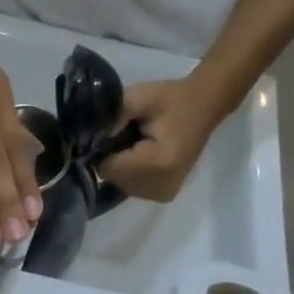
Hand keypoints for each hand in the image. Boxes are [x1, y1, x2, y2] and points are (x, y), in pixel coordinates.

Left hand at [98, 77, 231, 202]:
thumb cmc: (171, 99)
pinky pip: (133, 188)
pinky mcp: (164, 195)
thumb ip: (111, 118)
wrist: (205, 106)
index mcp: (155, 164)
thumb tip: (89, 139)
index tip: (114, 132)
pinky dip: (133, 174)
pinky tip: (145, 157)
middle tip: (129, 136)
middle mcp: (159, 186)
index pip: (107, 168)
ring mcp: (163, 194)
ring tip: (139, 146)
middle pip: (113, 179)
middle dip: (114, 159)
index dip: (103, 150)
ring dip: (123, 168)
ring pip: (121, 185)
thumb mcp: (139, 98)